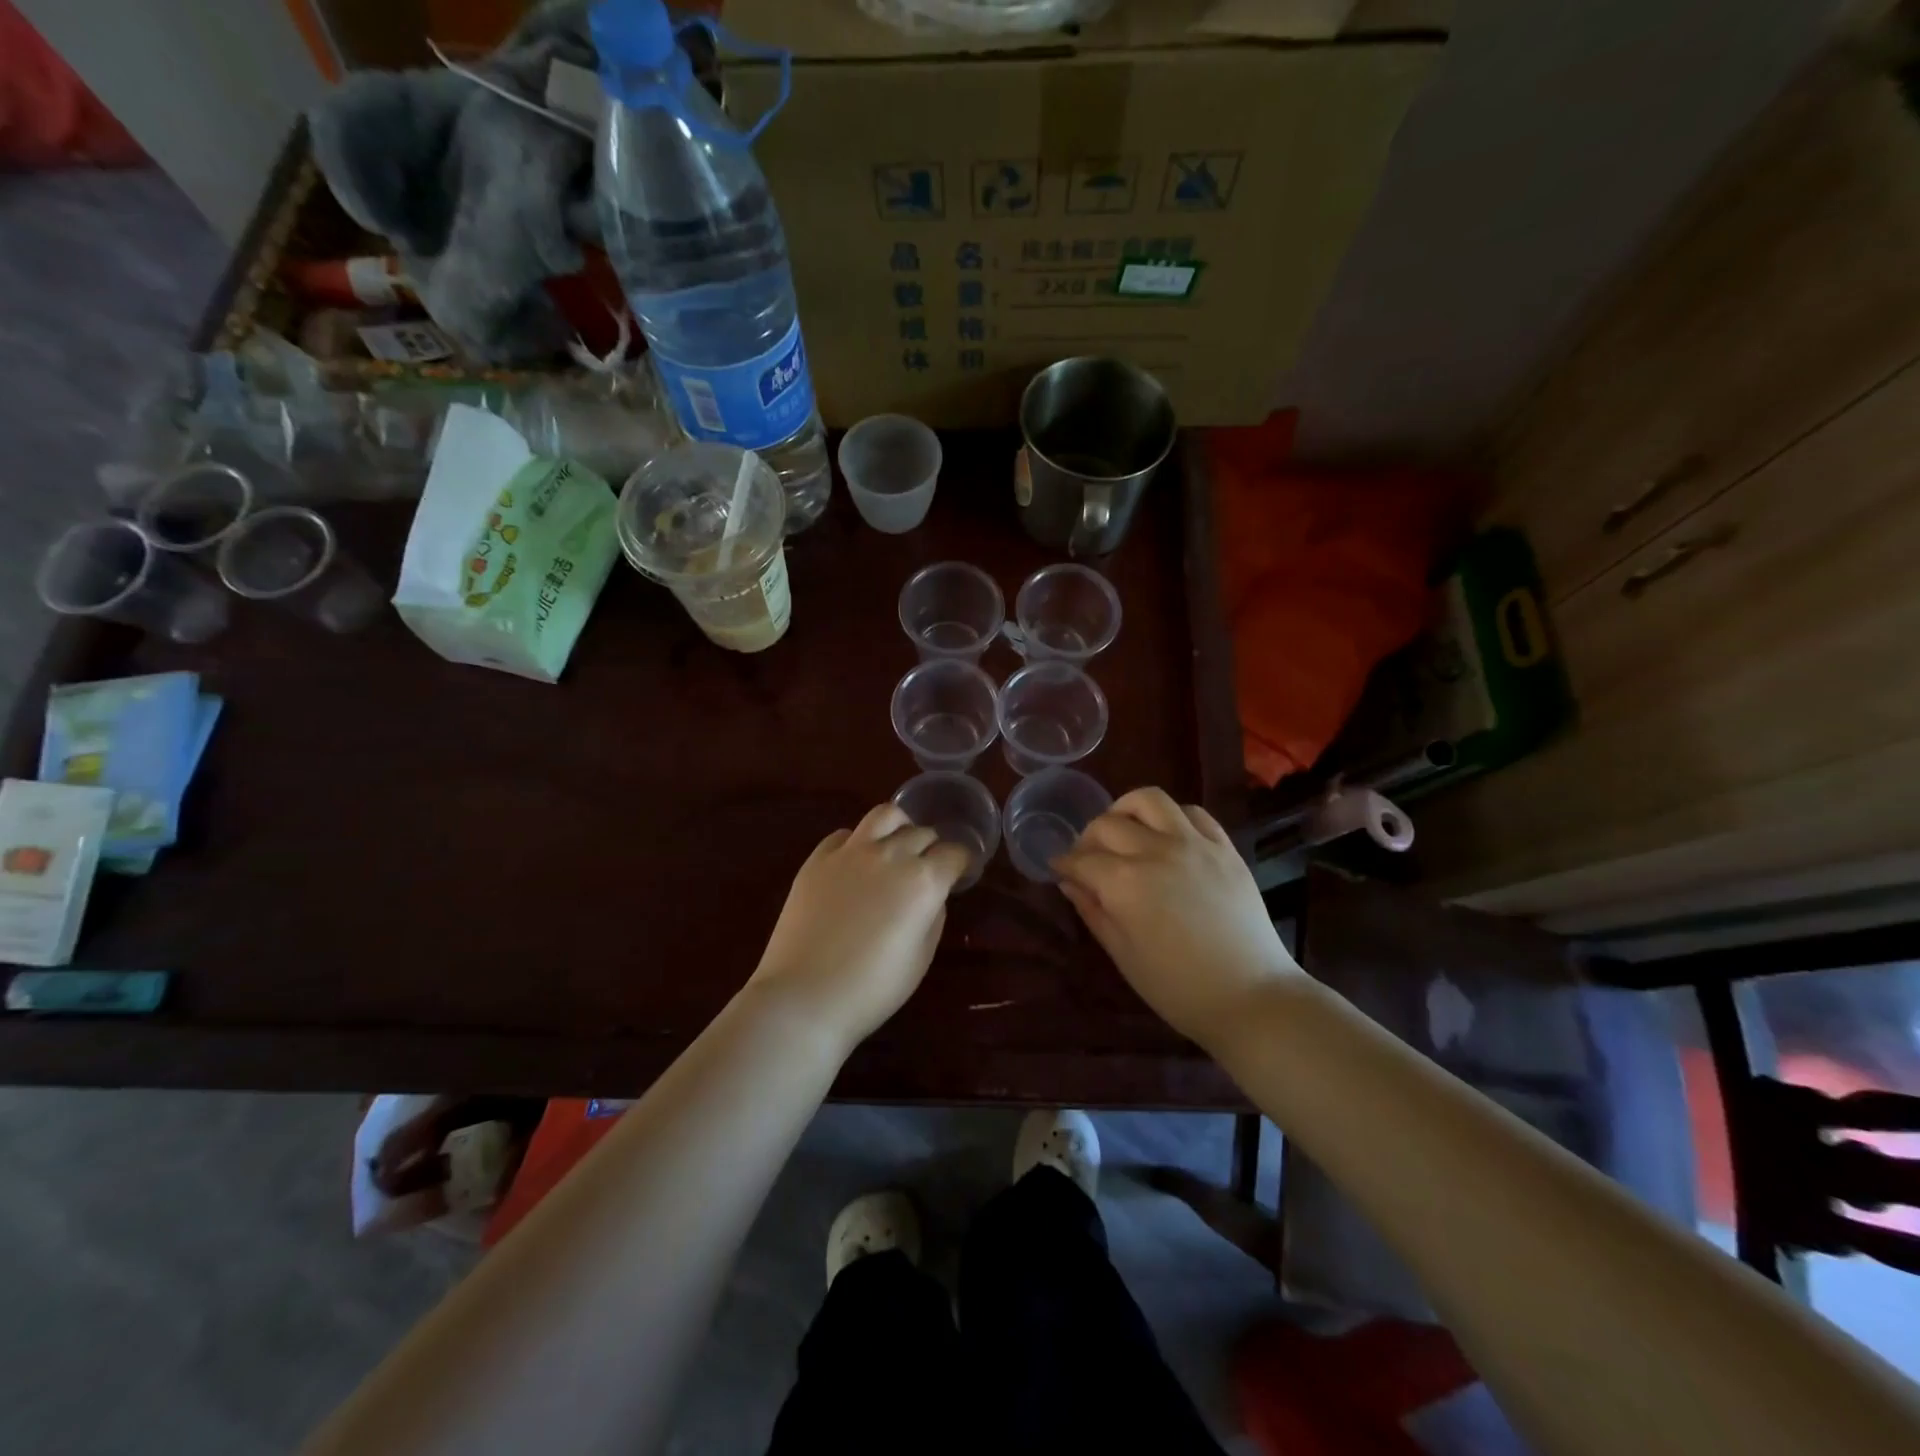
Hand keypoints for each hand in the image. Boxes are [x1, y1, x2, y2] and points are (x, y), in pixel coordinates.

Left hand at [747, 804, 970, 1051]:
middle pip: (922, 833)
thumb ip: (933, 916)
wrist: (805, 997)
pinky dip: (858, 841)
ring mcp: (851, 852)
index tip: (961, 872)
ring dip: (899, 826)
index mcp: (923, 881)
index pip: (955, 853)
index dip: (962, 862)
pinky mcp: (818, 859)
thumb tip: (931, 895)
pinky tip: (856, 862)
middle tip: (929, 867)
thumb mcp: (921, 958)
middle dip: (932, 847)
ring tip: (896, 845)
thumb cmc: (872, 989)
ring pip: (885, 815)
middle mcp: (890, 855)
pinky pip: (845, 834)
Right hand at [1053, 787, 1304, 1047]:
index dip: (1064, 863)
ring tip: (1125, 831)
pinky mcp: (1224, 847)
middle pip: (1107, 824)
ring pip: (1149, 800)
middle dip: (1088, 838)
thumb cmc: (1177, 987)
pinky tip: (1168, 836)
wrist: (1251, 997)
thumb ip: (1093, 911)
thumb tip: (1069, 883)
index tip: (1058, 868)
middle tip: (1088, 858)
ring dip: (1126, 810)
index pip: (1081, 859)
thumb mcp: (1123, 955)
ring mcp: (1193, 844)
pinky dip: (1173, 817)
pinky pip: (1193, 812)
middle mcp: (1155, 851)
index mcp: (1124, 883)